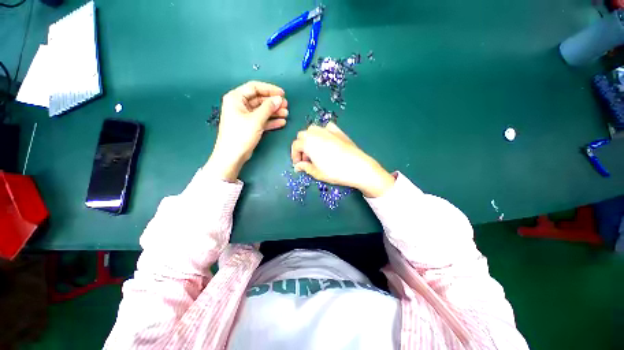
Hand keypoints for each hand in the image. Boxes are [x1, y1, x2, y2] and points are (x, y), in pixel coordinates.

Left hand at [206, 81, 288, 181]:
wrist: (233, 155)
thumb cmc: (241, 135)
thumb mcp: (256, 119)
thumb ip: (268, 108)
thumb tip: (279, 99)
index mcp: (236, 98)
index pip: (254, 87)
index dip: (269, 89)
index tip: (282, 94)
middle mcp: (240, 105)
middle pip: (260, 99)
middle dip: (273, 102)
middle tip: (286, 105)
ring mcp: (245, 116)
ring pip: (262, 110)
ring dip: (274, 112)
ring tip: (286, 114)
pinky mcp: (250, 126)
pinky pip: (262, 120)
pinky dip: (271, 121)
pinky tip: (281, 122)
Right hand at [291, 122, 394, 197]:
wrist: (358, 167)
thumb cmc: (335, 171)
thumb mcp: (317, 173)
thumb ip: (305, 167)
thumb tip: (297, 166)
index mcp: (308, 142)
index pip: (295, 145)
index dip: (294, 155)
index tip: (298, 164)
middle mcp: (316, 133)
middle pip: (302, 135)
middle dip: (301, 146)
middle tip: (307, 159)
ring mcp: (328, 131)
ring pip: (313, 130)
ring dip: (310, 139)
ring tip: (315, 151)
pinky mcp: (339, 131)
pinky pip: (327, 128)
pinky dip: (323, 133)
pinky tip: (326, 141)